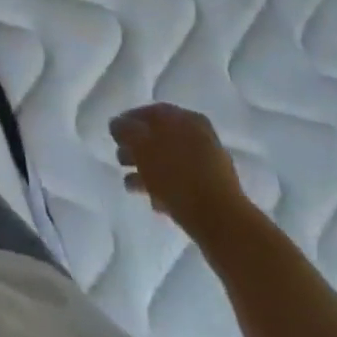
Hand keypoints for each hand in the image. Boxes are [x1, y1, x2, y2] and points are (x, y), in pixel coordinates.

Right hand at [111, 103, 245, 237]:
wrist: (223, 224)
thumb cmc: (178, 177)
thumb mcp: (143, 146)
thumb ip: (126, 131)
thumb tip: (117, 124)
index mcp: (186, 119)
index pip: (151, 112)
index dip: (129, 121)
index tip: (113, 135)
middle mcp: (200, 136)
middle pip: (160, 137)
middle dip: (137, 148)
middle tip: (119, 159)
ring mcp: (208, 165)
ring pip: (169, 162)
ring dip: (148, 171)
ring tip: (130, 186)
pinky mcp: (212, 192)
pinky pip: (181, 184)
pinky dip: (164, 188)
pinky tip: (153, 202)